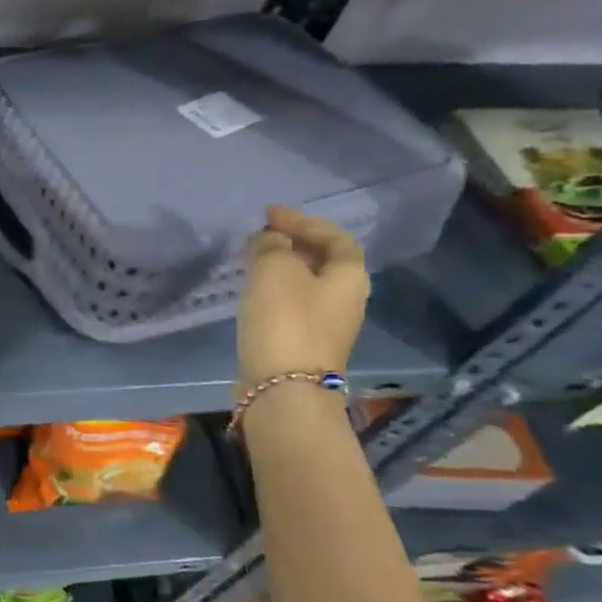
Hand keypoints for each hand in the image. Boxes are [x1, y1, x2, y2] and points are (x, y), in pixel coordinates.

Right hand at [237, 205, 369, 385]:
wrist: (283, 387)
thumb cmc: (285, 320)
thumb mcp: (275, 270)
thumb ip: (272, 246)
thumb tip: (270, 240)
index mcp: (349, 276)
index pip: (334, 237)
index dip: (303, 221)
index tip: (269, 214)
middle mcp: (346, 299)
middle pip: (323, 261)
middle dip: (294, 244)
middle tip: (261, 234)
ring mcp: (326, 325)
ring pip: (306, 284)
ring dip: (282, 268)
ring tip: (252, 259)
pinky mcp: (303, 344)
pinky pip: (291, 305)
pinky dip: (274, 290)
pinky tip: (253, 291)